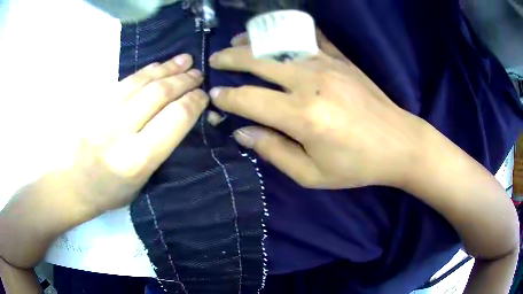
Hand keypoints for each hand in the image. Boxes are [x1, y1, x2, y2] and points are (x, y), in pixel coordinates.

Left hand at [63, 54, 207, 212]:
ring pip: (141, 81)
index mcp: (136, 159)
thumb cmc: (111, 191)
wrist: (73, 184)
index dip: (193, 103)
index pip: (174, 119)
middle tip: (198, 74)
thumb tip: (182, 117)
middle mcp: (120, 132)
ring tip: (185, 60)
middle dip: (183, 81)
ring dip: (167, 68)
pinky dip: (145, 71)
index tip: (203, 96)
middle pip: (159, 94)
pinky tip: (158, 66)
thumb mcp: (143, 181)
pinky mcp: (95, 103)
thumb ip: (162, 147)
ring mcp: (104, 113)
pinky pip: (125, 81)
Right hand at [209, 32, 423, 188]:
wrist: (399, 143)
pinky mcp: (341, 59)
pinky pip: (309, 38)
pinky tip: (275, 34)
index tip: (214, 96)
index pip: (249, 100)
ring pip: (279, 44)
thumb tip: (242, 132)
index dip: (226, 98)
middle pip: (258, 62)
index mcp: (302, 117)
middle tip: (214, 61)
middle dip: (230, 60)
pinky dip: (287, 33)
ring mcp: (327, 65)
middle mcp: (310, 82)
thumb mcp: (312, 174)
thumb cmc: (357, 165)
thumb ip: (274, 151)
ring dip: (253, 42)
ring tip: (236, 42)